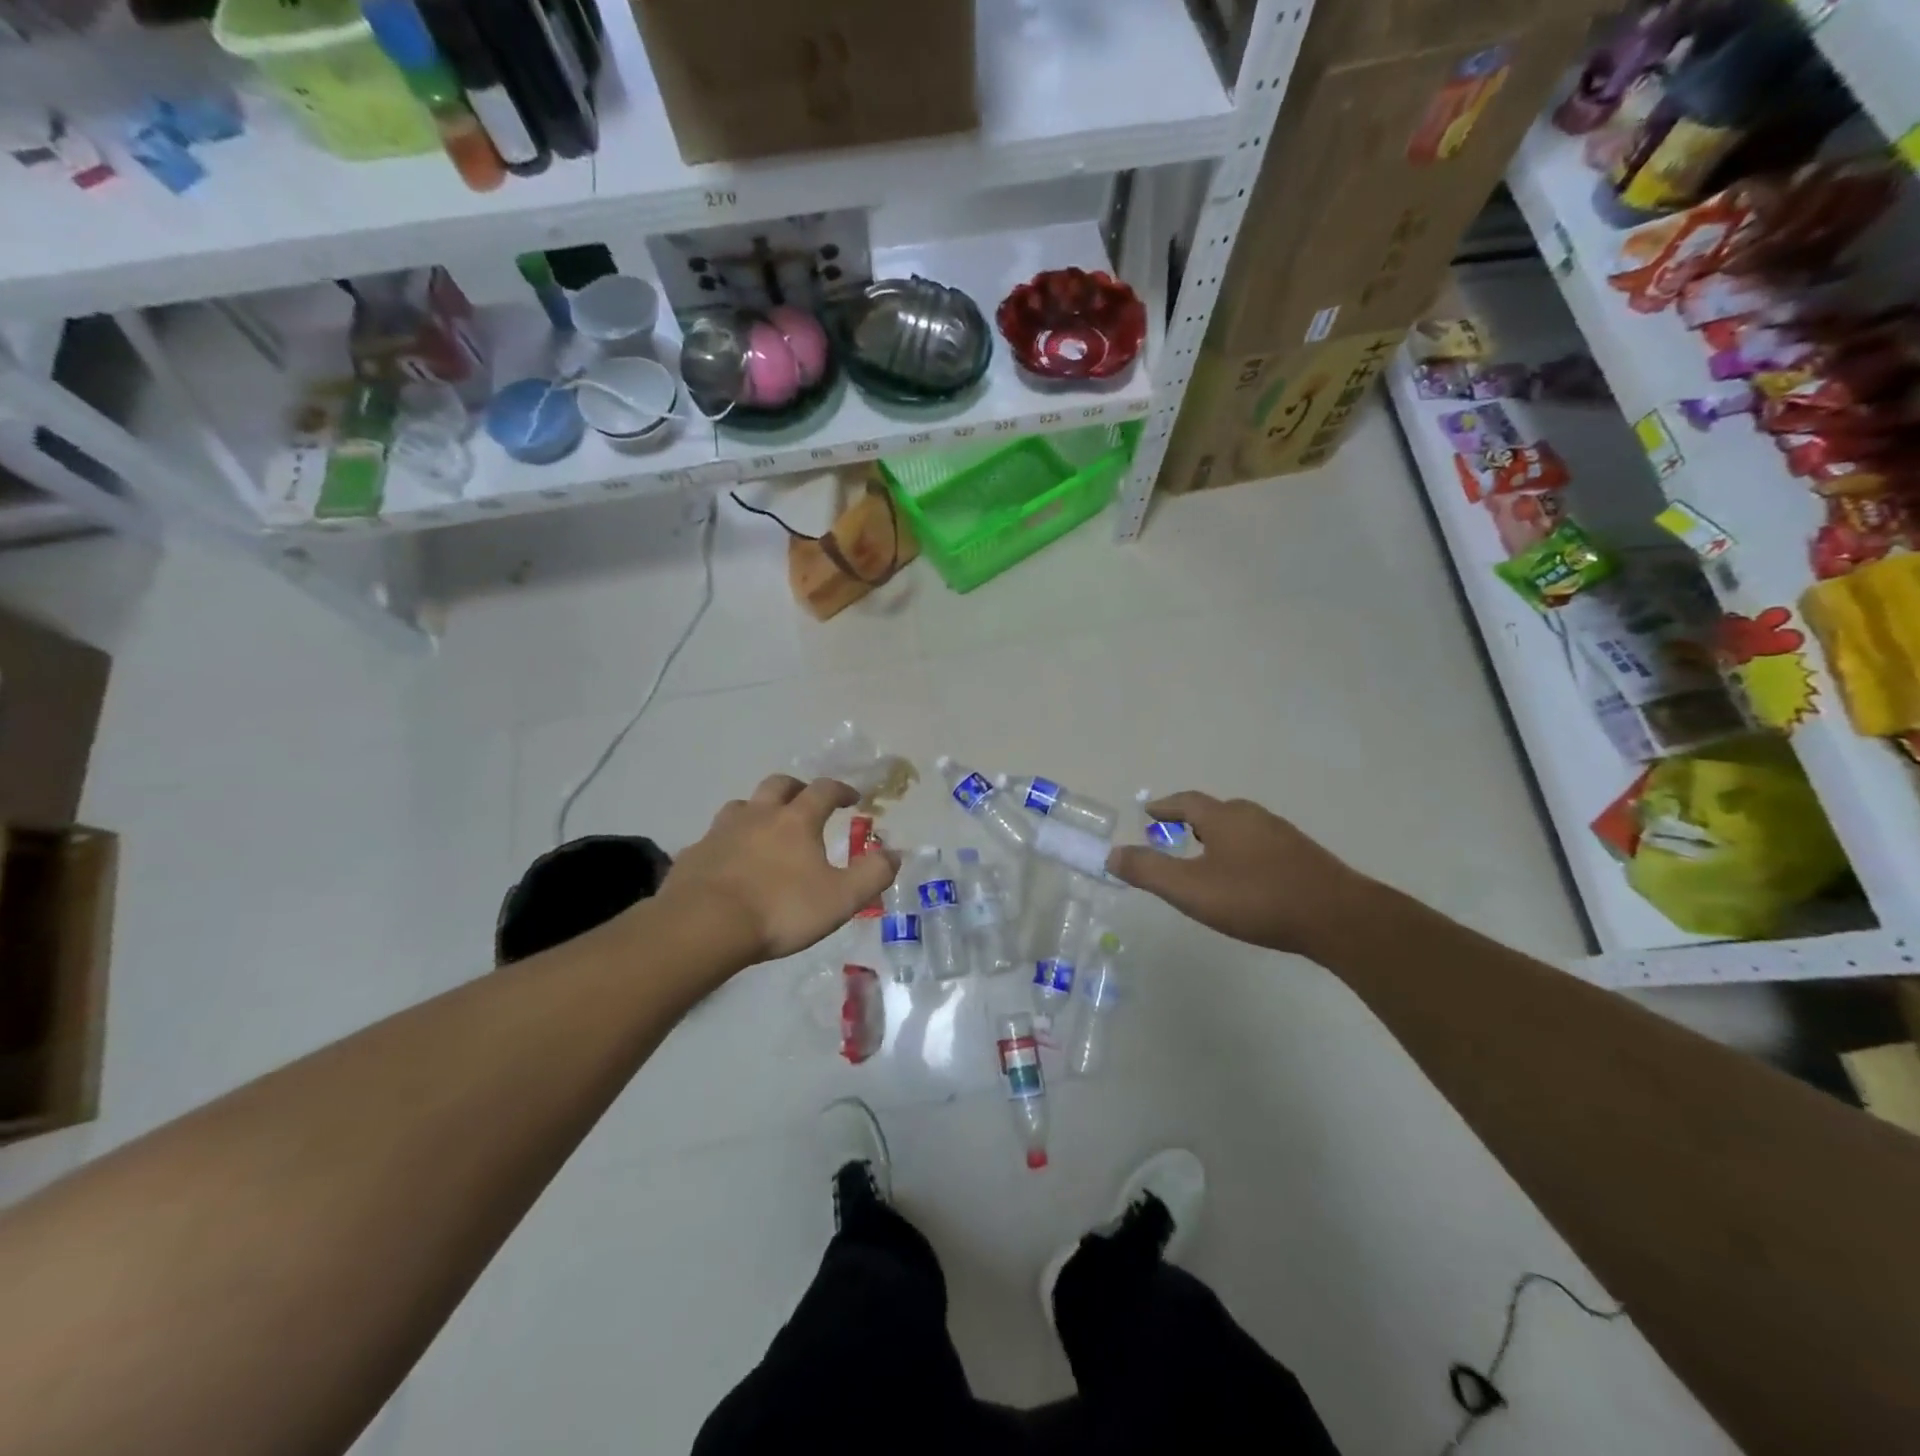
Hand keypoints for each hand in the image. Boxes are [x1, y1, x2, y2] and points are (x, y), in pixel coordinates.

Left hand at [657, 774, 900, 965]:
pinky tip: (730, 862)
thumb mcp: (841, 898)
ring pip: (742, 806)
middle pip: (778, 785)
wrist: (703, 926)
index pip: (823, 790)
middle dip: (797, 788)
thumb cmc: (780, 909)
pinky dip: (728, 842)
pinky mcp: (694, 854)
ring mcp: (721, 832)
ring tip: (766, 828)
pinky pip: (714, 838)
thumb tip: (894, 853)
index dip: (841, 790)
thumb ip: (873, 874)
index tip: (852, 797)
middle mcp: (758, 815)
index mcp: (796, 821)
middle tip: (807, 801)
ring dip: (758, 810)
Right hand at [1105, 792, 1375, 955]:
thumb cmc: (1256, 898)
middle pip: (1215, 810)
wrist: (1337, 917)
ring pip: (1240, 827)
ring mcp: (1282, 835)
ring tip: (1205, 857)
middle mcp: (1253, 817)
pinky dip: (1241, 851)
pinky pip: (1260, 844)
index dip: (1165, 807)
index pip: (1186, 802)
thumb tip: (1111, 854)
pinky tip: (1245, 877)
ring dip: (1217, 836)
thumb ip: (1148, 871)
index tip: (1149, 813)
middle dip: (1190, 820)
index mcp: (1224, 817)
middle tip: (1173, 835)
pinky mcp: (1302, 856)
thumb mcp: (1190, 889)